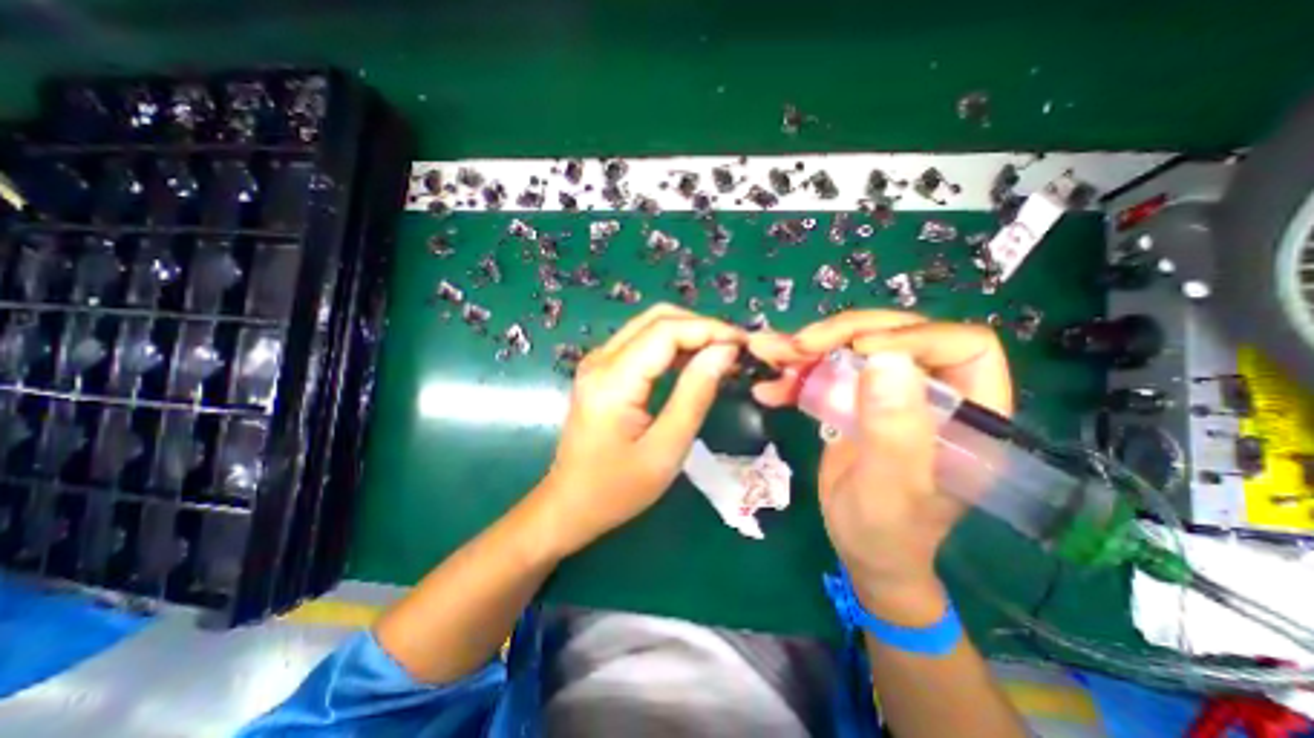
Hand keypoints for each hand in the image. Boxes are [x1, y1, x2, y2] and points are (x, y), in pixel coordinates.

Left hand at [533, 303, 747, 552]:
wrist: (570, 503)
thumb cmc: (618, 488)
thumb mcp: (666, 449)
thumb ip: (695, 395)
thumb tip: (724, 352)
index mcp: (613, 380)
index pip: (666, 330)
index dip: (709, 329)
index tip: (744, 343)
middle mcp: (601, 359)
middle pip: (657, 318)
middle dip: (701, 326)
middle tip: (735, 348)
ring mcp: (598, 362)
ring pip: (650, 325)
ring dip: (688, 332)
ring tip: (721, 354)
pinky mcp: (602, 370)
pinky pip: (642, 342)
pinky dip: (673, 344)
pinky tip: (694, 362)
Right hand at [755, 311, 1008, 623]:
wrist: (862, 550)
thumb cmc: (887, 532)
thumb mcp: (890, 489)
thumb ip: (893, 431)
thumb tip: (884, 359)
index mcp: (970, 413)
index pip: (961, 346)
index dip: (911, 336)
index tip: (857, 351)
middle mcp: (932, 393)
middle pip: (895, 335)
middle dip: (842, 334)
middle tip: (797, 347)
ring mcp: (889, 393)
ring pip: (852, 347)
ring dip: (807, 349)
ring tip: (768, 355)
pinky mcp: (856, 400)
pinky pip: (826, 371)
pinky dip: (794, 374)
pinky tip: (769, 387)